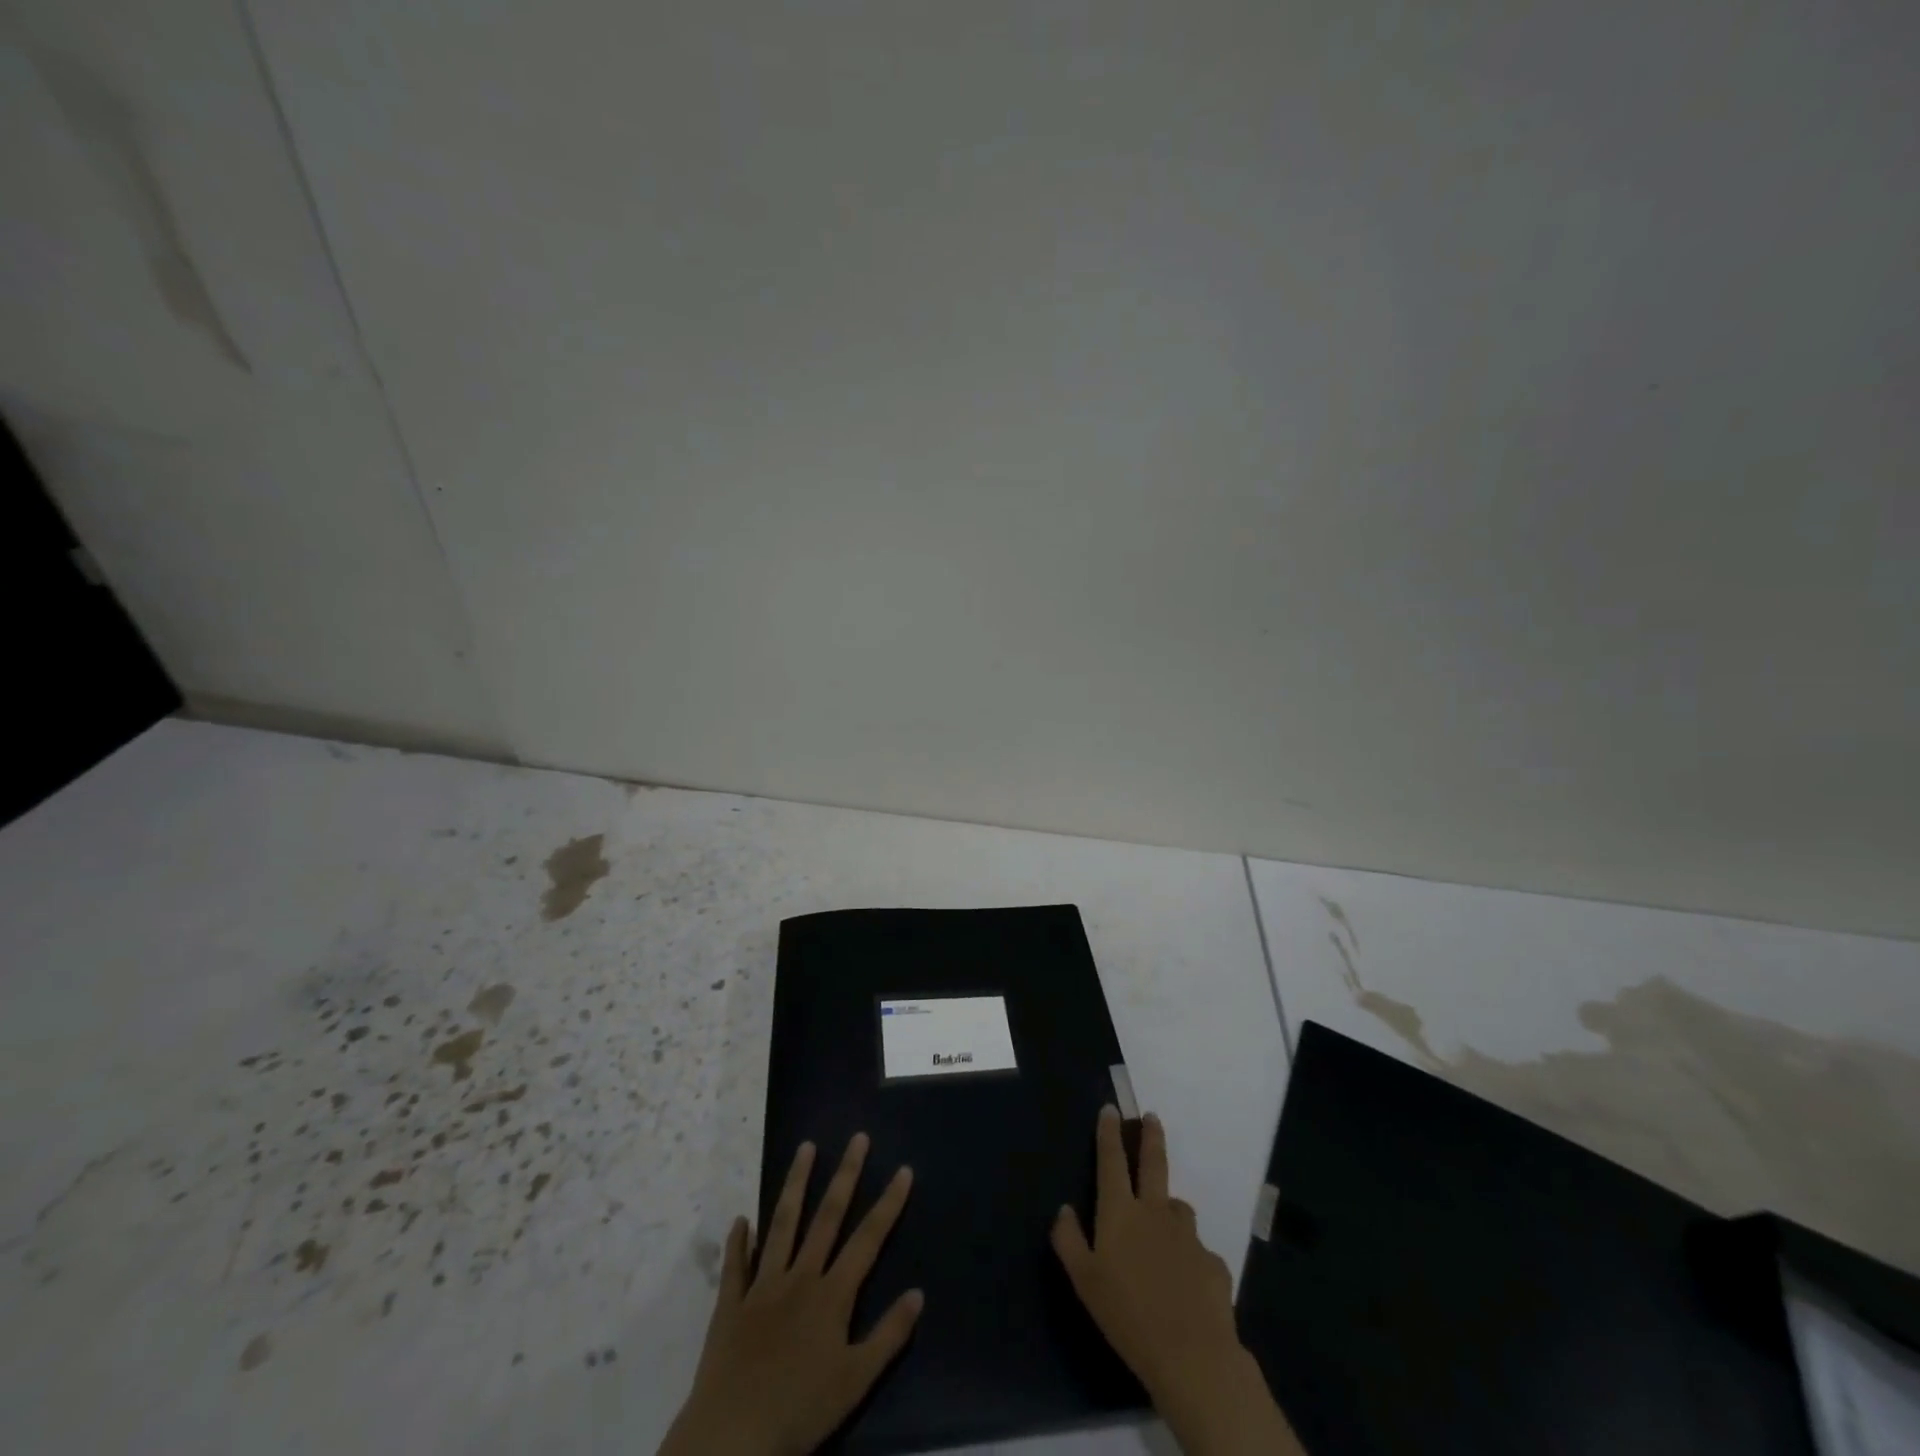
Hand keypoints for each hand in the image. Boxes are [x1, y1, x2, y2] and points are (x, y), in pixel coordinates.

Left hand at [659, 1134, 920, 1455]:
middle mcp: (800, 1277)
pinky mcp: (731, 1304)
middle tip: (857, 1138)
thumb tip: (918, 1293)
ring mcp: (762, 1286)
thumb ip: (888, 1335)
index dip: (888, 1204)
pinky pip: (735, 1265)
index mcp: (832, 1295)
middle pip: (827, 1216)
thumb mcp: (856, 1381)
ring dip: (795, 1184)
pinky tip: (741, 1219)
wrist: (732, 1436)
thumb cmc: (800, 1411)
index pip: (868, 1239)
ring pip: (782, 1224)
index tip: (904, 1169)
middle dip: (845, 1175)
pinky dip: (738, 1241)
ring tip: (805, 1148)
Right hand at [1052, 1107, 1303, 1455]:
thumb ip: (1068, 1241)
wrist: (1192, 1355)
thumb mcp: (1084, 1281)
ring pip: (1177, 1208)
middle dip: (1150, 1136)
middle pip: (1153, 1163)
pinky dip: (1188, 1258)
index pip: (1111, 1161)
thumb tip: (1064, 1209)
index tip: (1110, 1110)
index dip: (1109, 1134)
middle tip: (1151, 1117)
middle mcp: (1154, 1212)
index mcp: (1120, 1213)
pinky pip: (1196, 1251)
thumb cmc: (1127, 1316)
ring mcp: (1187, 1234)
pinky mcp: (1213, 1261)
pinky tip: (1185, 1285)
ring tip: (1164, 1229)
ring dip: (1169, 1209)